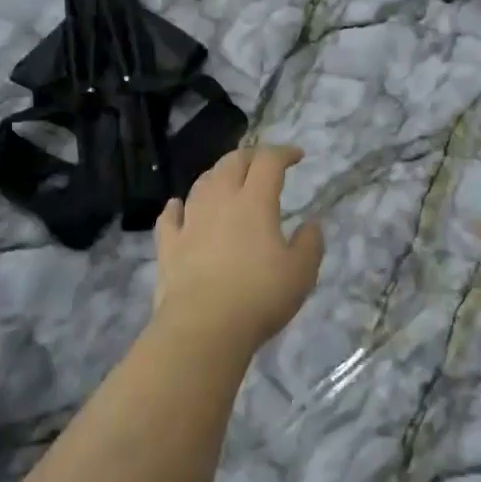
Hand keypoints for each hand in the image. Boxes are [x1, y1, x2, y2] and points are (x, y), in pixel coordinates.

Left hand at [154, 145, 325, 357]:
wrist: (203, 328)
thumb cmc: (259, 296)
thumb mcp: (301, 272)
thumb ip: (310, 243)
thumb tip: (312, 224)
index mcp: (255, 202)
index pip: (268, 162)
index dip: (284, 153)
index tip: (297, 156)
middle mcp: (220, 201)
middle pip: (232, 163)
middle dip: (250, 157)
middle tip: (263, 163)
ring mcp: (190, 222)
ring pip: (202, 184)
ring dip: (217, 175)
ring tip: (227, 179)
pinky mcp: (168, 247)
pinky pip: (170, 217)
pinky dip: (177, 207)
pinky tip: (178, 206)